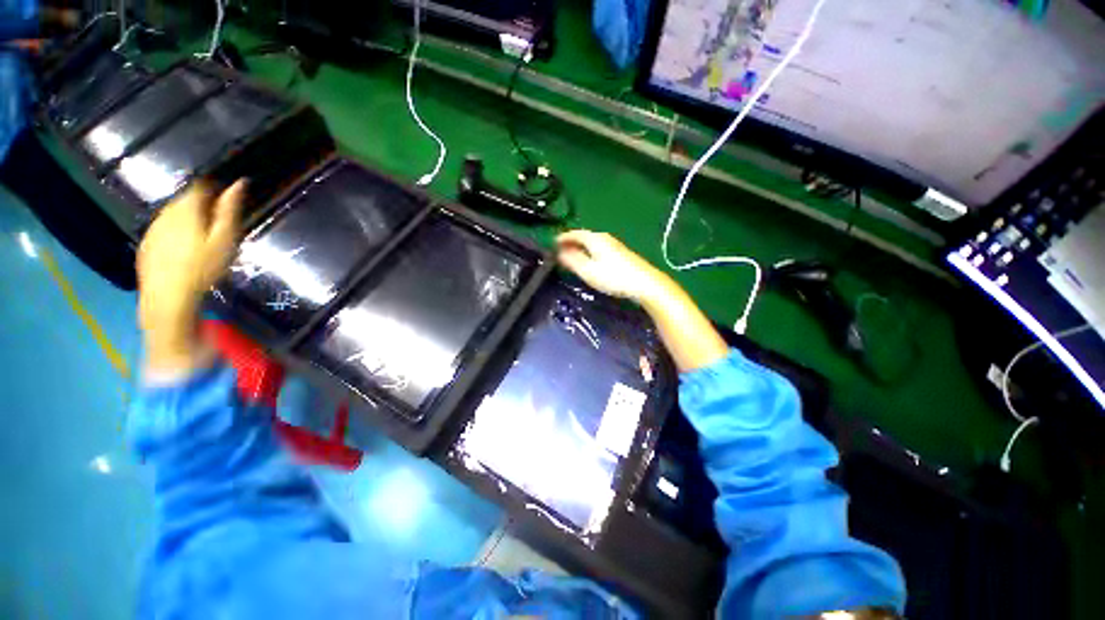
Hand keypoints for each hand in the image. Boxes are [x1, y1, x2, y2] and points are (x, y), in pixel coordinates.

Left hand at [137, 181, 244, 374]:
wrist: (167, 297)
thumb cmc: (203, 268)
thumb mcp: (224, 240)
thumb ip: (229, 211)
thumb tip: (239, 183)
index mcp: (186, 209)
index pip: (200, 186)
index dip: (215, 189)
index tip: (228, 200)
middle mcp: (166, 213)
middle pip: (184, 200)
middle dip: (201, 205)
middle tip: (218, 223)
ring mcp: (153, 228)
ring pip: (172, 214)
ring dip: (187, 219)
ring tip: (202, 237)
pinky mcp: (146, 244)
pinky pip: (163, 229)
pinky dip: (174, 232)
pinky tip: (183, 250)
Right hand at [555, 230, 667, 302]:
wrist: (644, 283)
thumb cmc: (613, 277)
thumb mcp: (588, 271)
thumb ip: (573, 261)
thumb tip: (560, 252)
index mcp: (595, 239)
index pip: (574, 233)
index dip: (562, 238)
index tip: (552, 243)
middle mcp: (604, 238)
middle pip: (584, 236)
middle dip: (571, 242)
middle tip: (560, 251)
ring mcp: (615, 245)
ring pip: (592, 242)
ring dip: (581, 247)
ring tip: (572, 256)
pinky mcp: (621, 254)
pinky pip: (599, 248)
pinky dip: (590, 251)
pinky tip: (591, 261)